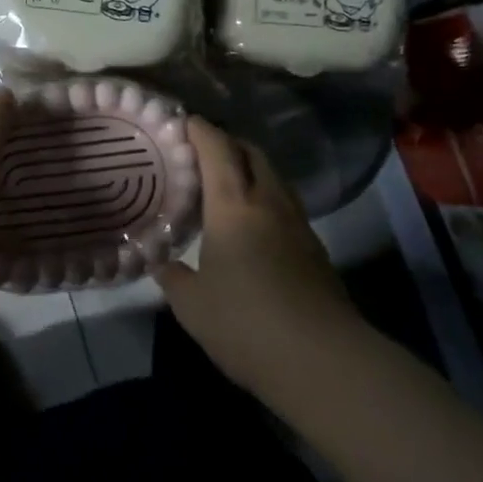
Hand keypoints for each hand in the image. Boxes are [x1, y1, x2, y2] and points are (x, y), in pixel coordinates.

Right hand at [153, 119, 351, 392]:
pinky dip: (265, 198)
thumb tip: (160, 262)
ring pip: (274, 177)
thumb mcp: (192, 305)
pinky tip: (251, 225)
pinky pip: (285, 205)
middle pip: (252, 153)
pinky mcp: (315, 248)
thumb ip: (172, 277)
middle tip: (201, 152)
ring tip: (225, 185)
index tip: (183, 121)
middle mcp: (269, 202)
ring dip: (250, 169)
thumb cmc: (245, 323)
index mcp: (234, 205)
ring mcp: (298, 224)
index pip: (217, 148)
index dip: (200, 129)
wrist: (322, 360)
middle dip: (227, 143)